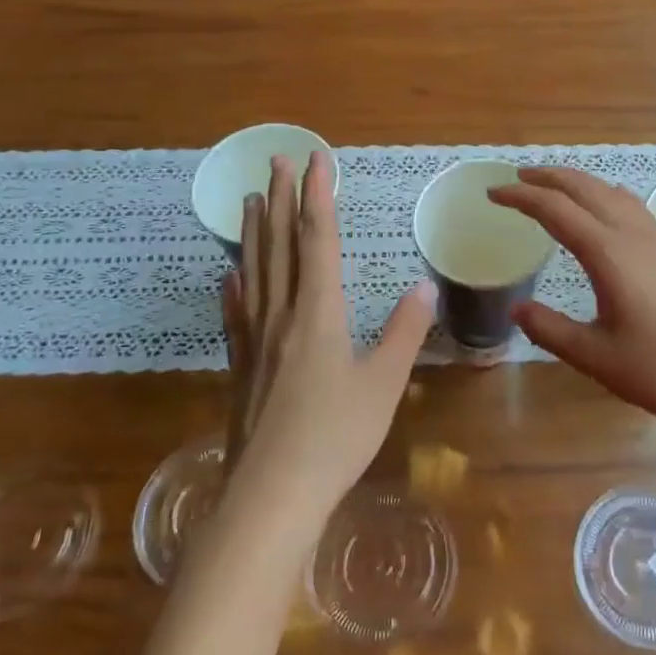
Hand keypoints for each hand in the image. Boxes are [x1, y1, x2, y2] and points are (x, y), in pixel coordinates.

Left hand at [221, 150, 436, 522]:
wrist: (271, 495)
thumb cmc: (335, 437)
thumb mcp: (383, 383)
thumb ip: (404, 332)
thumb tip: (425, 287)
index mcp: (319, 312)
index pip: (318, 239)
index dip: (318, 196)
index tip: (317, 159)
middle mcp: (282, 314)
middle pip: (280, 244)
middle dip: (281, 199)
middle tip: (277, 160)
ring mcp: (255, 339)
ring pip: (254, 270)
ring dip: (254, 230)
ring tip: (251, 199)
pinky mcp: (242, 364)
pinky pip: (236, 311)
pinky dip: (234, 285)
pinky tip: (229, 274)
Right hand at [487, 167, 655, 432]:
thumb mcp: (593, 356)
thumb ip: (549, 329)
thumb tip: (516, 308)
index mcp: (608, 254)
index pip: (556, 210)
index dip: (521, 197)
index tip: (493, 194)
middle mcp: (632, 235)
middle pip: (584, 188)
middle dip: (547, 177)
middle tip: (515, 178)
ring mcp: (655, 240)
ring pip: (610, 191)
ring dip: (576, 182)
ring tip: (551, 186)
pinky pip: (630, 205)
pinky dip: (603, 193)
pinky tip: (601, 207)